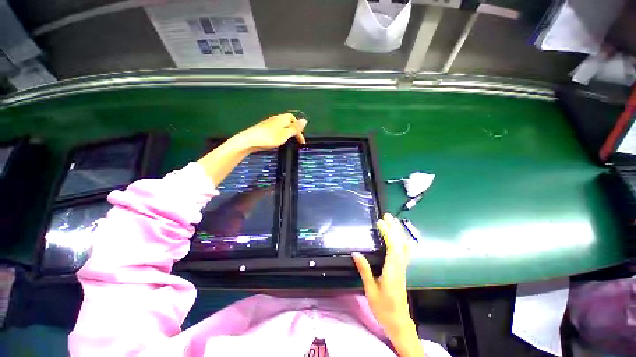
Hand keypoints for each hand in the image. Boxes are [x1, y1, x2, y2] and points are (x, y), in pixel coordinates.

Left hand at [236, 113, 306, 152]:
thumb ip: (295, 128)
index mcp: (281, 119)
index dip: (299, 129)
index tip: (301, 141)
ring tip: (288, 141)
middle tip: (296, 141)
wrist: (248, 141)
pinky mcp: (263, 128)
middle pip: (288, 121)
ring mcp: (268, 123)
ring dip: (287, 132)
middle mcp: (275, 119)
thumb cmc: (268, 138)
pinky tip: (278, 141)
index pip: (294, 120)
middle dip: (294, 130)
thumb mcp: (284, 134)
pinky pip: (276, 129)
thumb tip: (305, 120)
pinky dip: (280, 134)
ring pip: (281, 126)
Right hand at [353, 213, 422, 356]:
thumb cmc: (383, 307)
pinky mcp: (402, 269)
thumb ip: (364, 270)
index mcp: (392, 270)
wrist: (399, 321)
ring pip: (405, 246)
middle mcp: (400, 266)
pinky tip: (399, 236)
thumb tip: (355, 253)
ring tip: (393, 221)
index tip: (380, 222)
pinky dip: (402, 240)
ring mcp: (403, 267)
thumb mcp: (370, 289)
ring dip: (399, 232)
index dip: (388, 232)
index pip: (393, 246)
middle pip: (401, 243)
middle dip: (395, 227)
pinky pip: (405, 251)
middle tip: (387, 215)